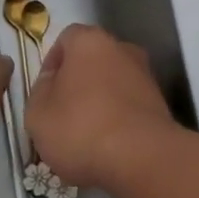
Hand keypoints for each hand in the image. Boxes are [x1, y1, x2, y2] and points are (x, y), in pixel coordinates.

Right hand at [26, 24, 179, 190]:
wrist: (142, 158)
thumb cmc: (81, 128)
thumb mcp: (37, 113)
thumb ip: (40, 91)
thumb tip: (53, 82)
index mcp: (90, 41)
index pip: (66, 39)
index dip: (52, 64)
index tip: (45, 93)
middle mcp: (122, 50)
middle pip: (92, 61)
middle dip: (77, 84)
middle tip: (63, 115)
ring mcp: (146, 76)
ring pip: (113, 85)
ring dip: (99, 103)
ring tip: (85, 138)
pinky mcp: (161, 104)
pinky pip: (129, 107)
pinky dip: (118, 120)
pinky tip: (108, 147)